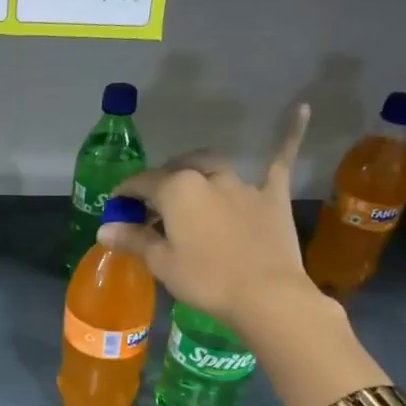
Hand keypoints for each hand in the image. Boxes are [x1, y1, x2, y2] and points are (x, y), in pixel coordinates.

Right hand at [99, 104, 326, 327]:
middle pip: (176, 171)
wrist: (267, 296)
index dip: (125, 195)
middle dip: (160, 183)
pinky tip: (302, 108)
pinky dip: (289, 134)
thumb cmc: (206, 280)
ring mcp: (243, 184)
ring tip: (188, 185)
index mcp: (176, 189)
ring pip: (213, 166)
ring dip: (196, 171)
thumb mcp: (162, 262)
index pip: (141, 183)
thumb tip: (104, 228)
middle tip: (152, 208)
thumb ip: (134, 239)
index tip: (116, 208)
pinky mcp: (273, 196)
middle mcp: (208, 177)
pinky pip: (280, 160)